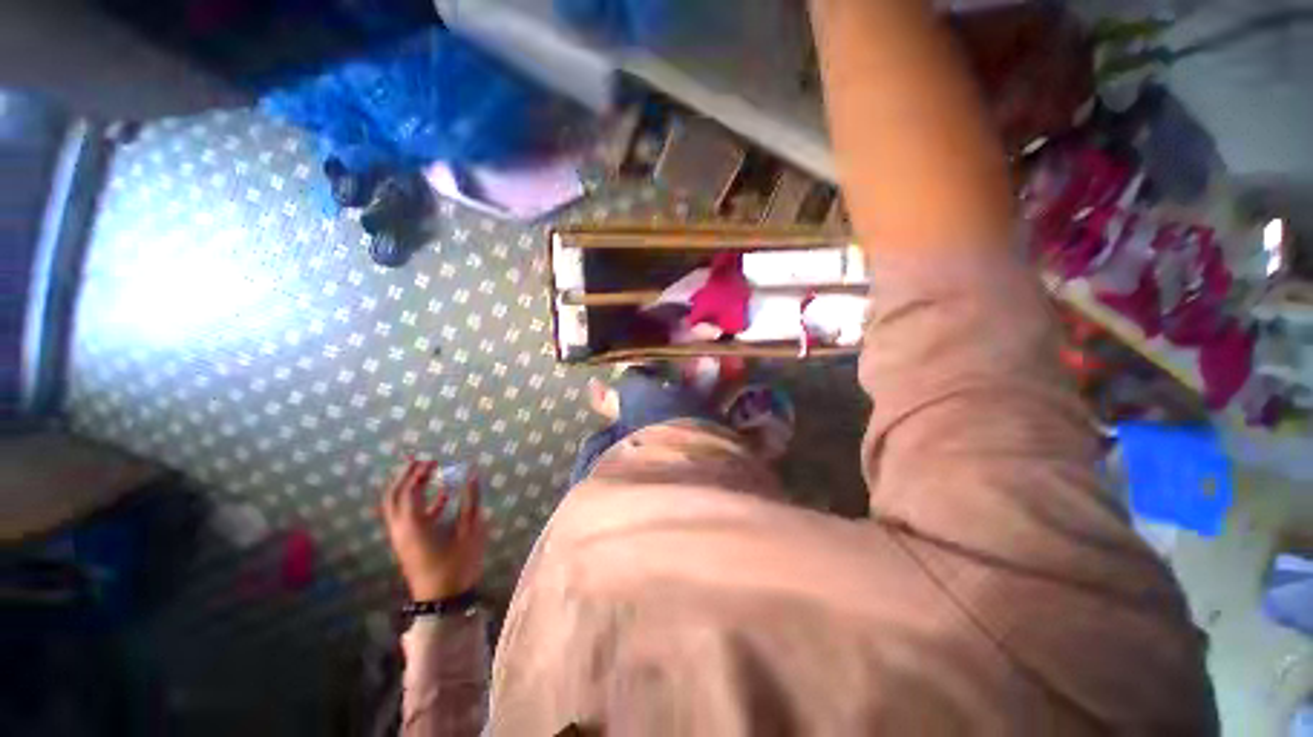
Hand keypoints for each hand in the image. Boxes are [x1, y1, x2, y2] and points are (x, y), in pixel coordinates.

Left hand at [379, 460, 487, 600]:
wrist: (443, 600)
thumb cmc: (457, 563)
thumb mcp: (470, 529)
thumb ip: (470, 499)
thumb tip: (472, 474)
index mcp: (414, 524)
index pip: (409, 490)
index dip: (419, 473)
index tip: (433, 460)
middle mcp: (401, 529)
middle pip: (393, 496)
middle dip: (404, 476)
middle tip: (419, 460)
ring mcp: (402, 538)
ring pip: (396, 507)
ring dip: (407, 487)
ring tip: (425, 473)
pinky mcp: (408, 544)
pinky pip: (407, 517)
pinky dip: (419, 502)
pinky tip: (441, 495)